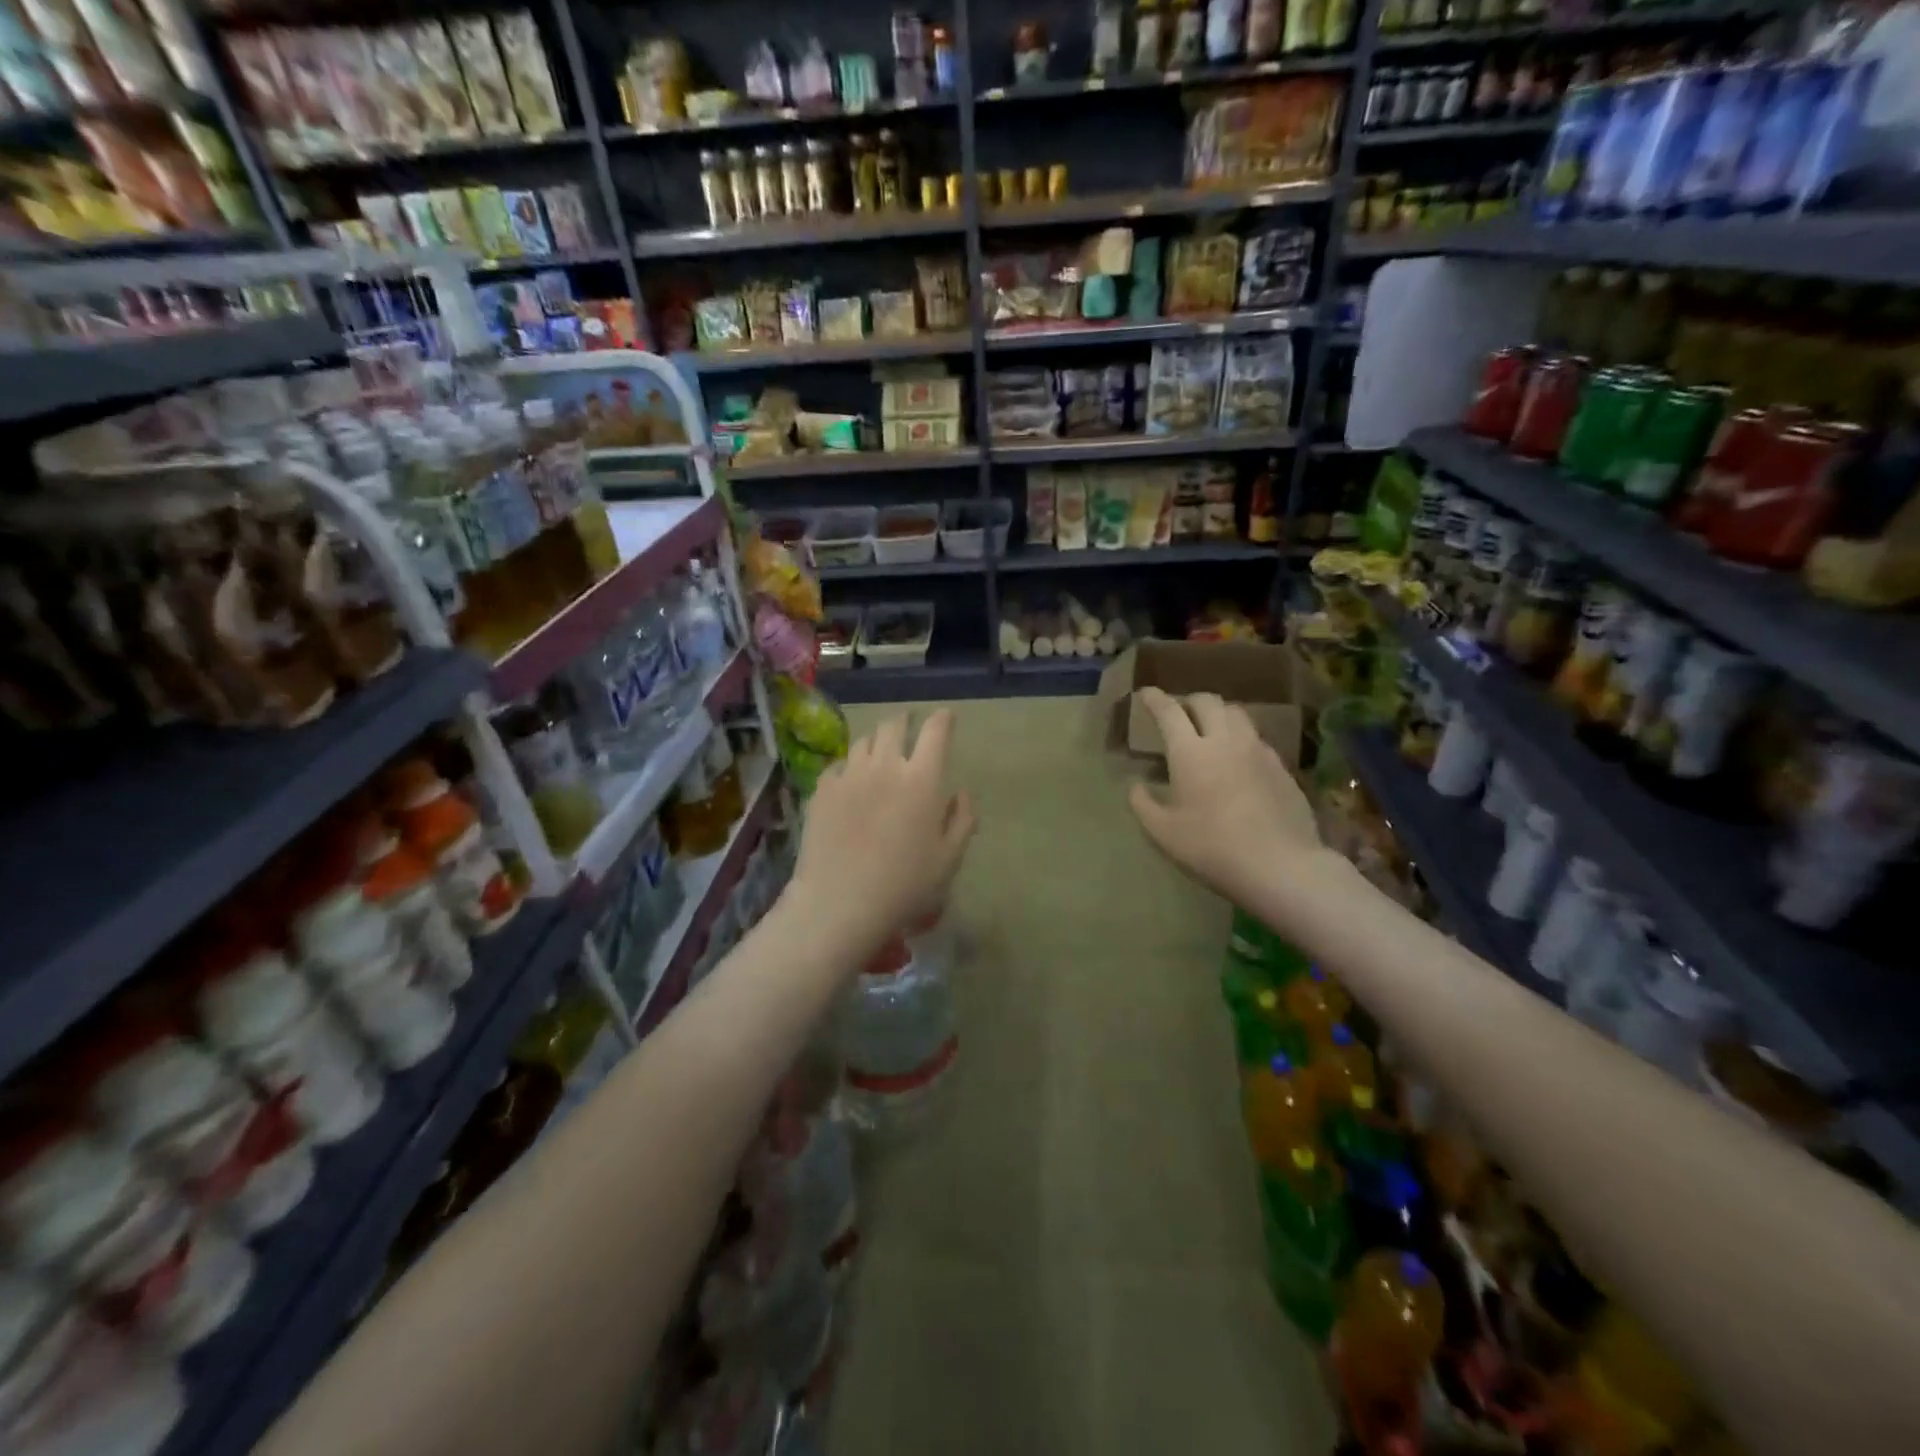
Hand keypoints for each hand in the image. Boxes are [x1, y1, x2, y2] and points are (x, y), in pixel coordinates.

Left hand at [789, 710, 976, 960]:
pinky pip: (838, 765)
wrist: (840, 903)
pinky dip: (849, 766)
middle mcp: (885, 766)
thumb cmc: (904, 885)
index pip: (936, 732)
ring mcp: (849, 774)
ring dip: (876, 741)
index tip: (945, 717)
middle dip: (905, 722)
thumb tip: (961, 793)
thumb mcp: (948, 859)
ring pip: (863, 741)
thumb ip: (962, 820)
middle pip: (894, 726)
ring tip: (879, 751)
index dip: (942, 720)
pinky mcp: (822, 789)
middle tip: (909, 727)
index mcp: (922, 779)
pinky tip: (850, 780)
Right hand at [1127, 688, 1325, 913]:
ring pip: (1236, 713)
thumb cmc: (1212, 848)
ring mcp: (1258, 751)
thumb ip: (1142, 803)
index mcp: (1190, 752)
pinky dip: (1239, 737)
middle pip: (1207, 702)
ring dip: (1217, 713)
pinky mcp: (1281, 766)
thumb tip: (1135, 784)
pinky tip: (1237, 759)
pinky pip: (1256, 737)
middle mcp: (1225, 740)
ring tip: (1209, 729)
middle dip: (1188, 701)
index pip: (1169, 712)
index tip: (1145, 694)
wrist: (1281, 865)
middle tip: (1178, 713)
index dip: (1155, 699)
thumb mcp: (1163, 833)